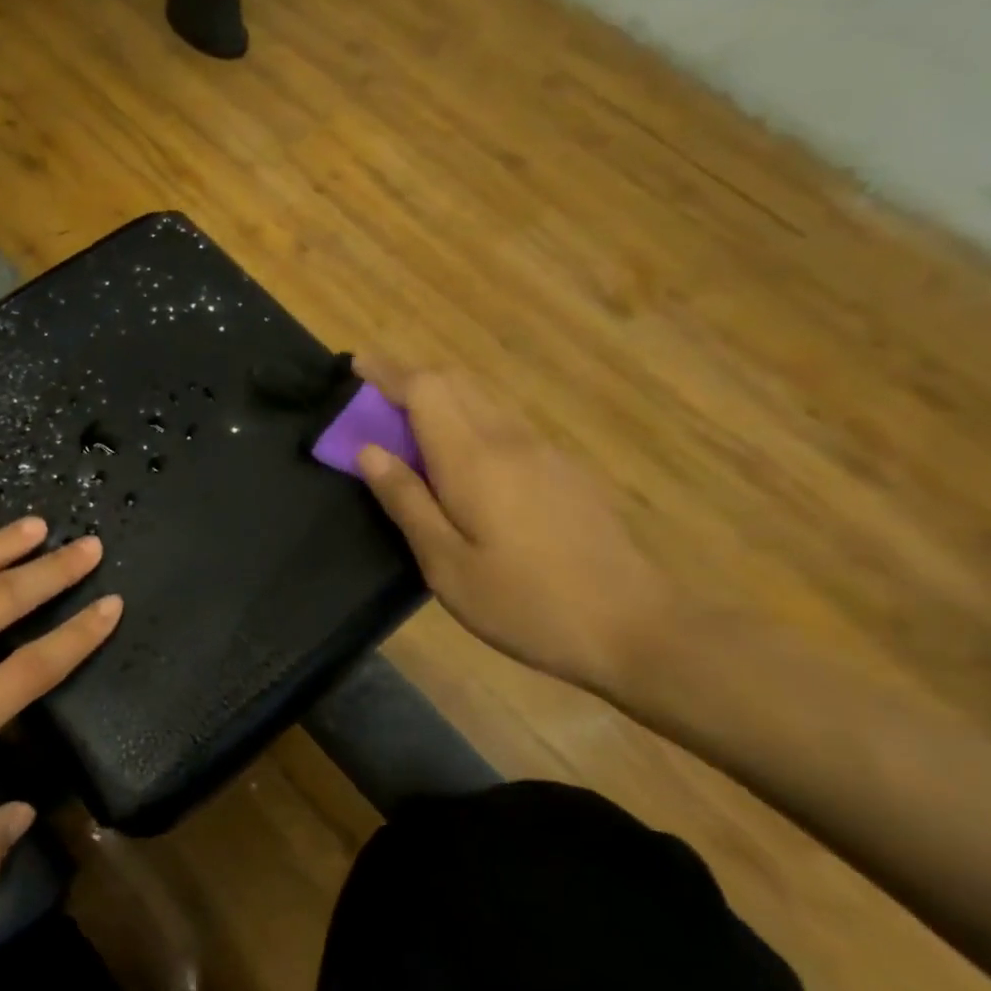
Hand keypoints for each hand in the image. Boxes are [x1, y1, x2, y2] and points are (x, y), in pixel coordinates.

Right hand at [353, 357, 674, 696]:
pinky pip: (505, 424)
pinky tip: (462, 461)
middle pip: (456, 383)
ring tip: (410, 428)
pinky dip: (469, 420)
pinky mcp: (565, 470)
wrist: (634, 626)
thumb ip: (406, 502)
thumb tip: (368, 452)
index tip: (357, 364)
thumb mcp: (447, 565)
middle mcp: (510, 440)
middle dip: (411, 380)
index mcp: (474, 460)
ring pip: (484, 401)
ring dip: (442, 398)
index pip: (425, 389)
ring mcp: (544, 452)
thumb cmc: (525, 603)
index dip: (388, 372)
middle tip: (374, 401)